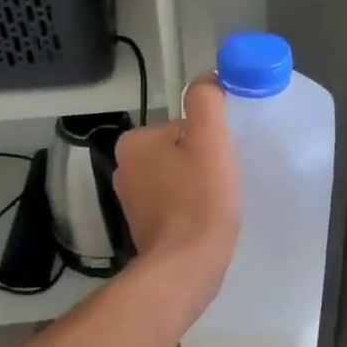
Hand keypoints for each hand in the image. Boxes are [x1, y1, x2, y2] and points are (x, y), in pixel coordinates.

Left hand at [114, 76, 241, 308]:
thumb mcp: (210, 140)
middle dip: (203, 164)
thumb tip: (208, 79)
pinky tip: (205, 222)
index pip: (184, 127)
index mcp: (134, 142)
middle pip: (180, 151)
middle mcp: (124, 168)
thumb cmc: (200, 201)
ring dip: (199, 187)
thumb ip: (206, 101)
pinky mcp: (143, 227)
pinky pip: (174, 204)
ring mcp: (131, 200)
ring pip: (178, 178)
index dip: (211, 142)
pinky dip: (191, 209)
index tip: (222, 162)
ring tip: (216, 205)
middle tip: (222, 184)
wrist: (186, 267)